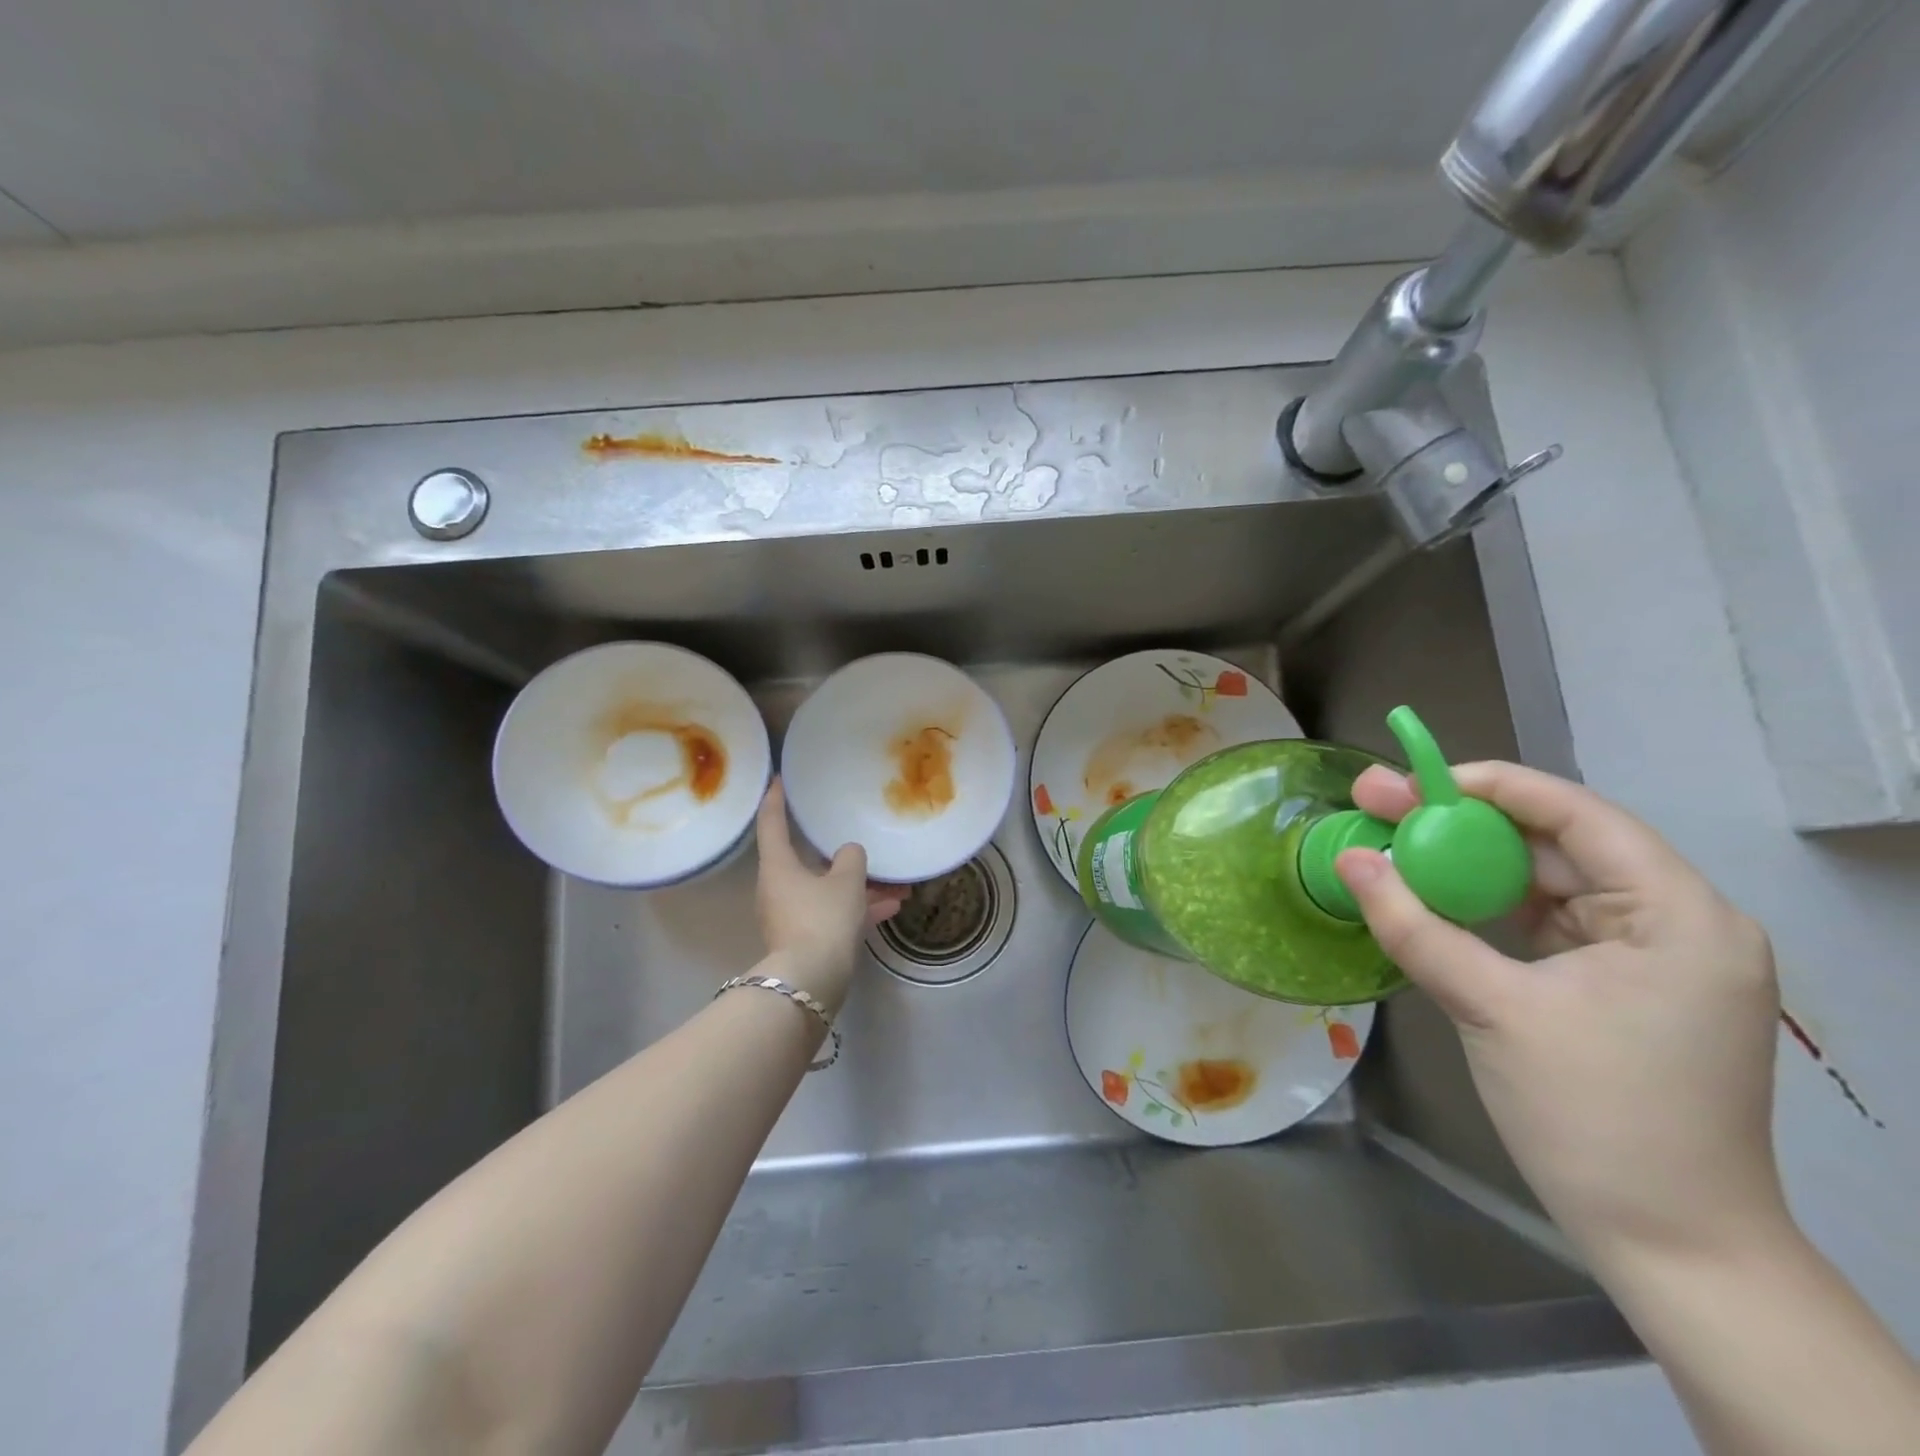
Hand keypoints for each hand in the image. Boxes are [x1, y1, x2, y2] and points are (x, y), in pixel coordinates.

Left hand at [754, 780, 904, 1013]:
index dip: (777, 797)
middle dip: (840, 853)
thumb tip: (849, 853)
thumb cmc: (823, 918)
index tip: (781, 779)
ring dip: (860, 886)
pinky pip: (834, 913)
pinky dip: (859, 908)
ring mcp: (791, 915)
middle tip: (857, 835)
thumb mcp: (846, 880)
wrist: (811, 981)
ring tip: (898, 884)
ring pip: (827, 889)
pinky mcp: (806, 938)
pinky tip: (893, 907)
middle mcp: (778, 887)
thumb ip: (851, 858)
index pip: (772, 821)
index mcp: (778, 865)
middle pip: (807, 859)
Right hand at [1335, 761, 1785, 1272]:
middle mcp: (1677, 922)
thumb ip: (1414, 925)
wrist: (1671, 1246)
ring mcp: (1651, 956)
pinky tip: (1433, 897)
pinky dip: (1487, 907)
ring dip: (1468, 865)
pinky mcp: (1621, 985)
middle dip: (1462, 824)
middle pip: (1555, 844)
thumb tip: (1347, 858)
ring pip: (1545, 882)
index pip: (1577, 814)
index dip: (1489, 786)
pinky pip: (1545, 922)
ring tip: (1393, 846)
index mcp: (1679, 915)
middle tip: (1379, 804)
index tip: (1410, 783)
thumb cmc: (1594, 1118)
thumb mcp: (1491, 1009)